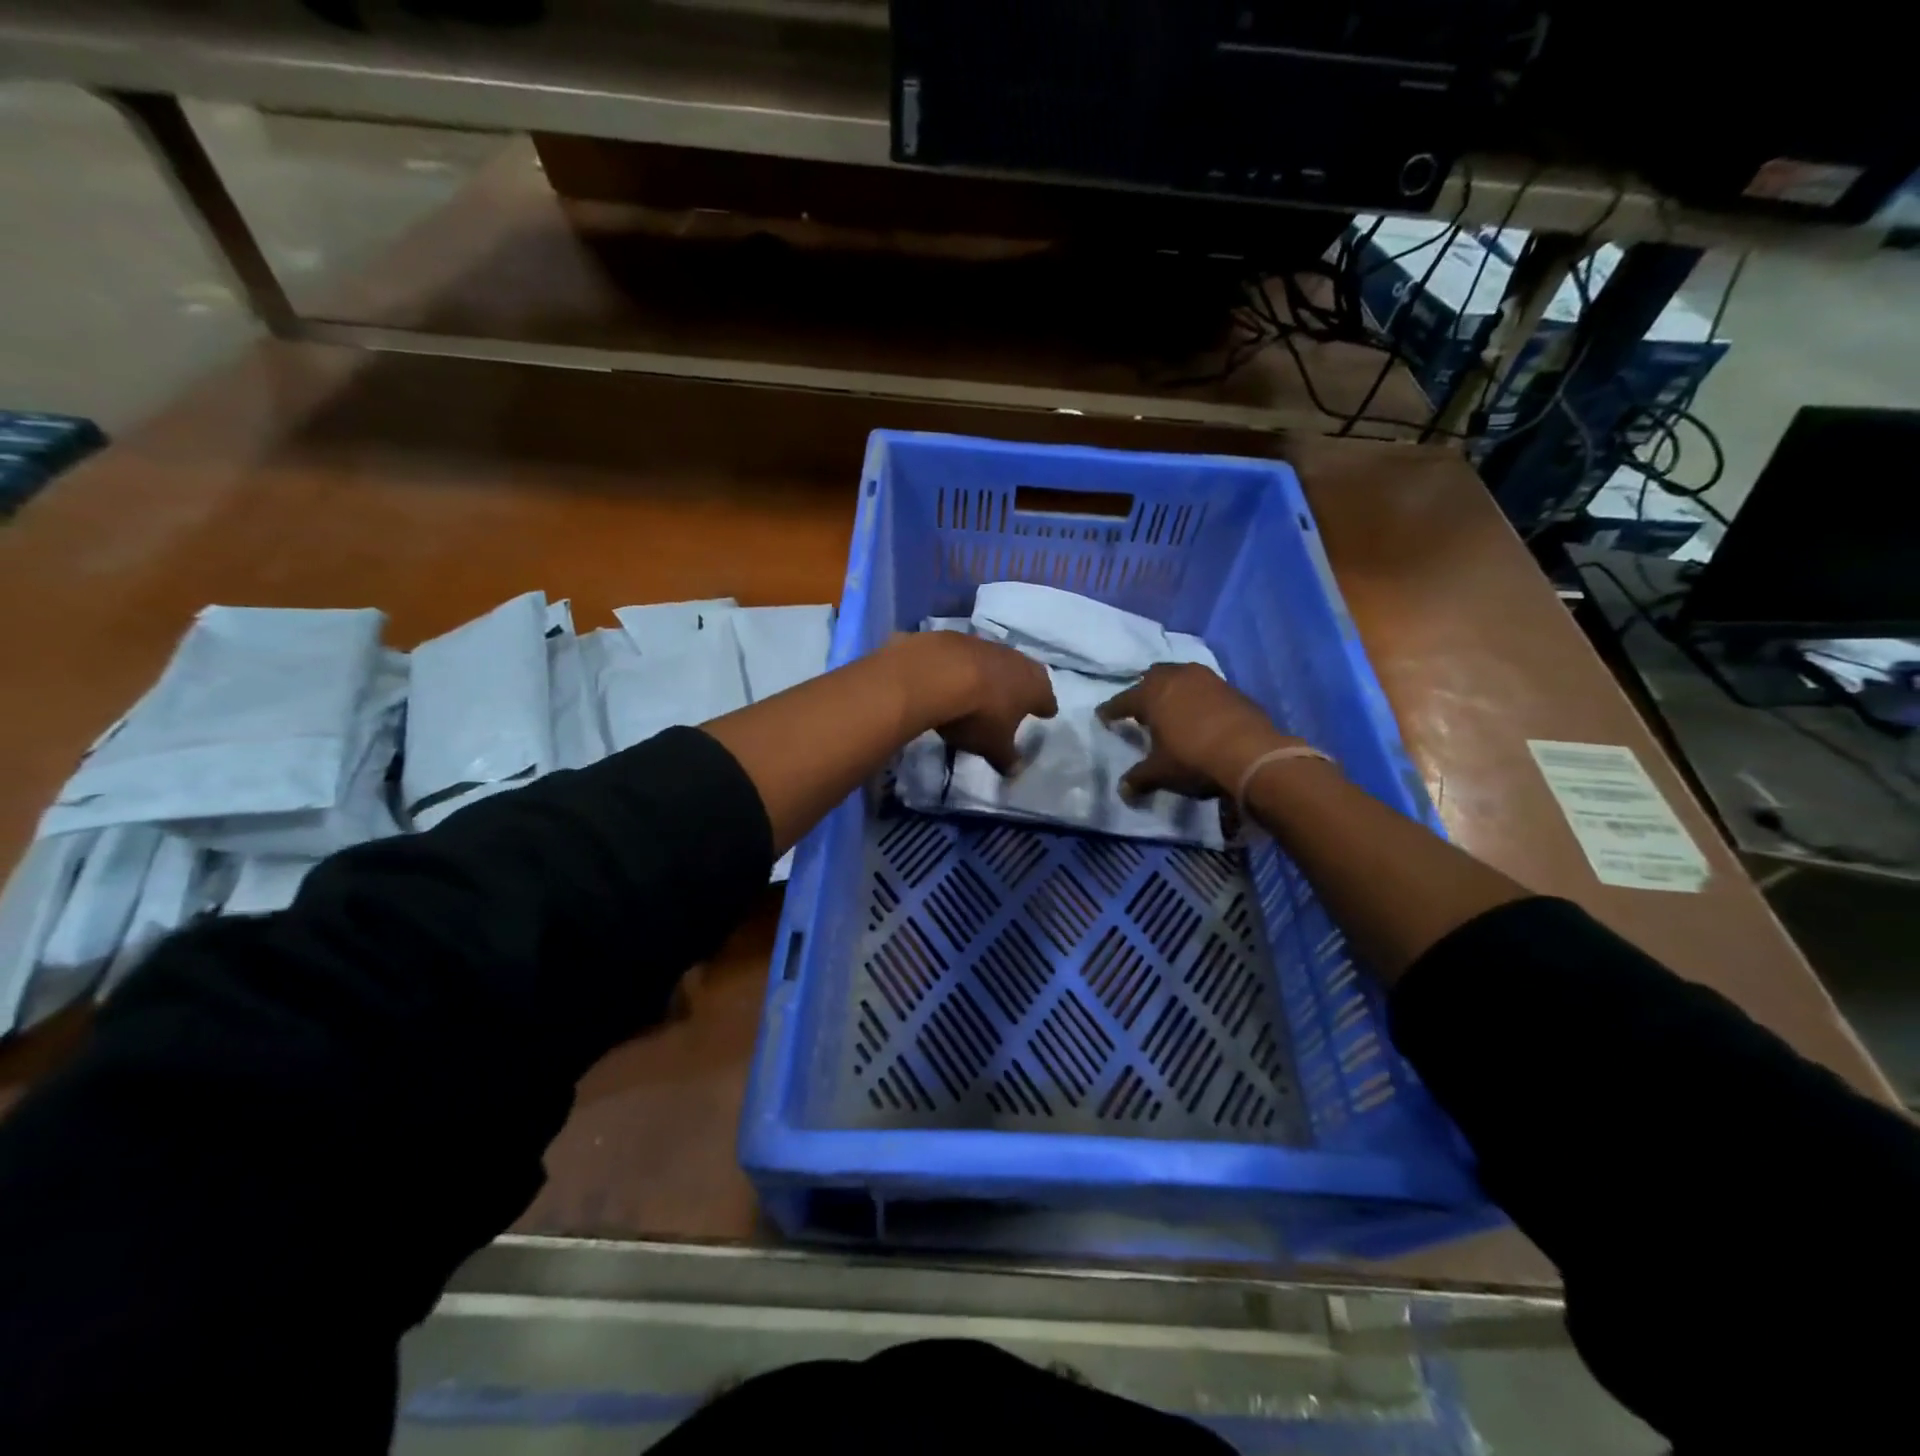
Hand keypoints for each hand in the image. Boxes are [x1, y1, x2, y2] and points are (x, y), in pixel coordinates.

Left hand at [889, 632, 1056, 775]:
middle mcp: (1018, 661)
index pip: (1047, 699)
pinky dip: (966, 666)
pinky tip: (956, 677)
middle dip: (1023, 687)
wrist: (936, 673)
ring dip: (994, 674)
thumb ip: (1006, 758)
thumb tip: (1015, 771)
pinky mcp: (959, 639)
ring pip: (999, 661)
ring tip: (985, 688)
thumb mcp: (993, 746)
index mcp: (1035, 687)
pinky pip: (969, 656)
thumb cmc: (978, 715)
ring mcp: (989, 646)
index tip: (1045, 713)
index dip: (1045, 708)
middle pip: (1027, 674)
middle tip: (1018, 698)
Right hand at [1097, 663, 1299, 800]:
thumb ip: (1139, 778)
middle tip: (1140, 707)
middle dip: (1143, 690)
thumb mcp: (1161, 772)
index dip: (1111, 711)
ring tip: (1170, 705)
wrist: (1251, 754)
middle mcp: (1176, 678)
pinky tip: (1199, 712)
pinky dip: (1196, 696)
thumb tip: (1123, 790)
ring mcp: (1206, 679)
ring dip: (1172, 688)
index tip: (1103, 717)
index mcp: (1151, 695)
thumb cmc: (1193, 759)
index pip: (1122, 701)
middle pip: (1152, 677)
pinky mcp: (1231, 687)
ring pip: (1180, 676)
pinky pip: (1204, 686)